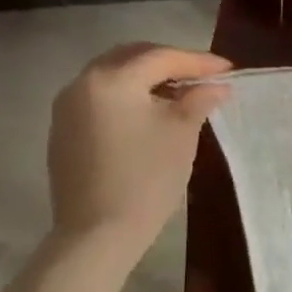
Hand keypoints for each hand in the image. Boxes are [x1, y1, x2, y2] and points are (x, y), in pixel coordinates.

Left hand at [46, 44, 230, 240]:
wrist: (97, 234)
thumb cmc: (146, 179)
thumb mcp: (181, 134)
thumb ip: (198, 100)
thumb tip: (216, 85)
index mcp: (111, 80)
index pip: (160, 57)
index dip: (198, 61)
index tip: (228, 68)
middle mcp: (81, 84)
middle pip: (131, 58)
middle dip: (169, 62)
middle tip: (202, 75)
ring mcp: (67, 109)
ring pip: (113, 77)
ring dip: (147, 79)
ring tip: (179, 92)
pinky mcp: (63, 132)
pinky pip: (100, 99)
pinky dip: (128, 96)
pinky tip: (149, 113)